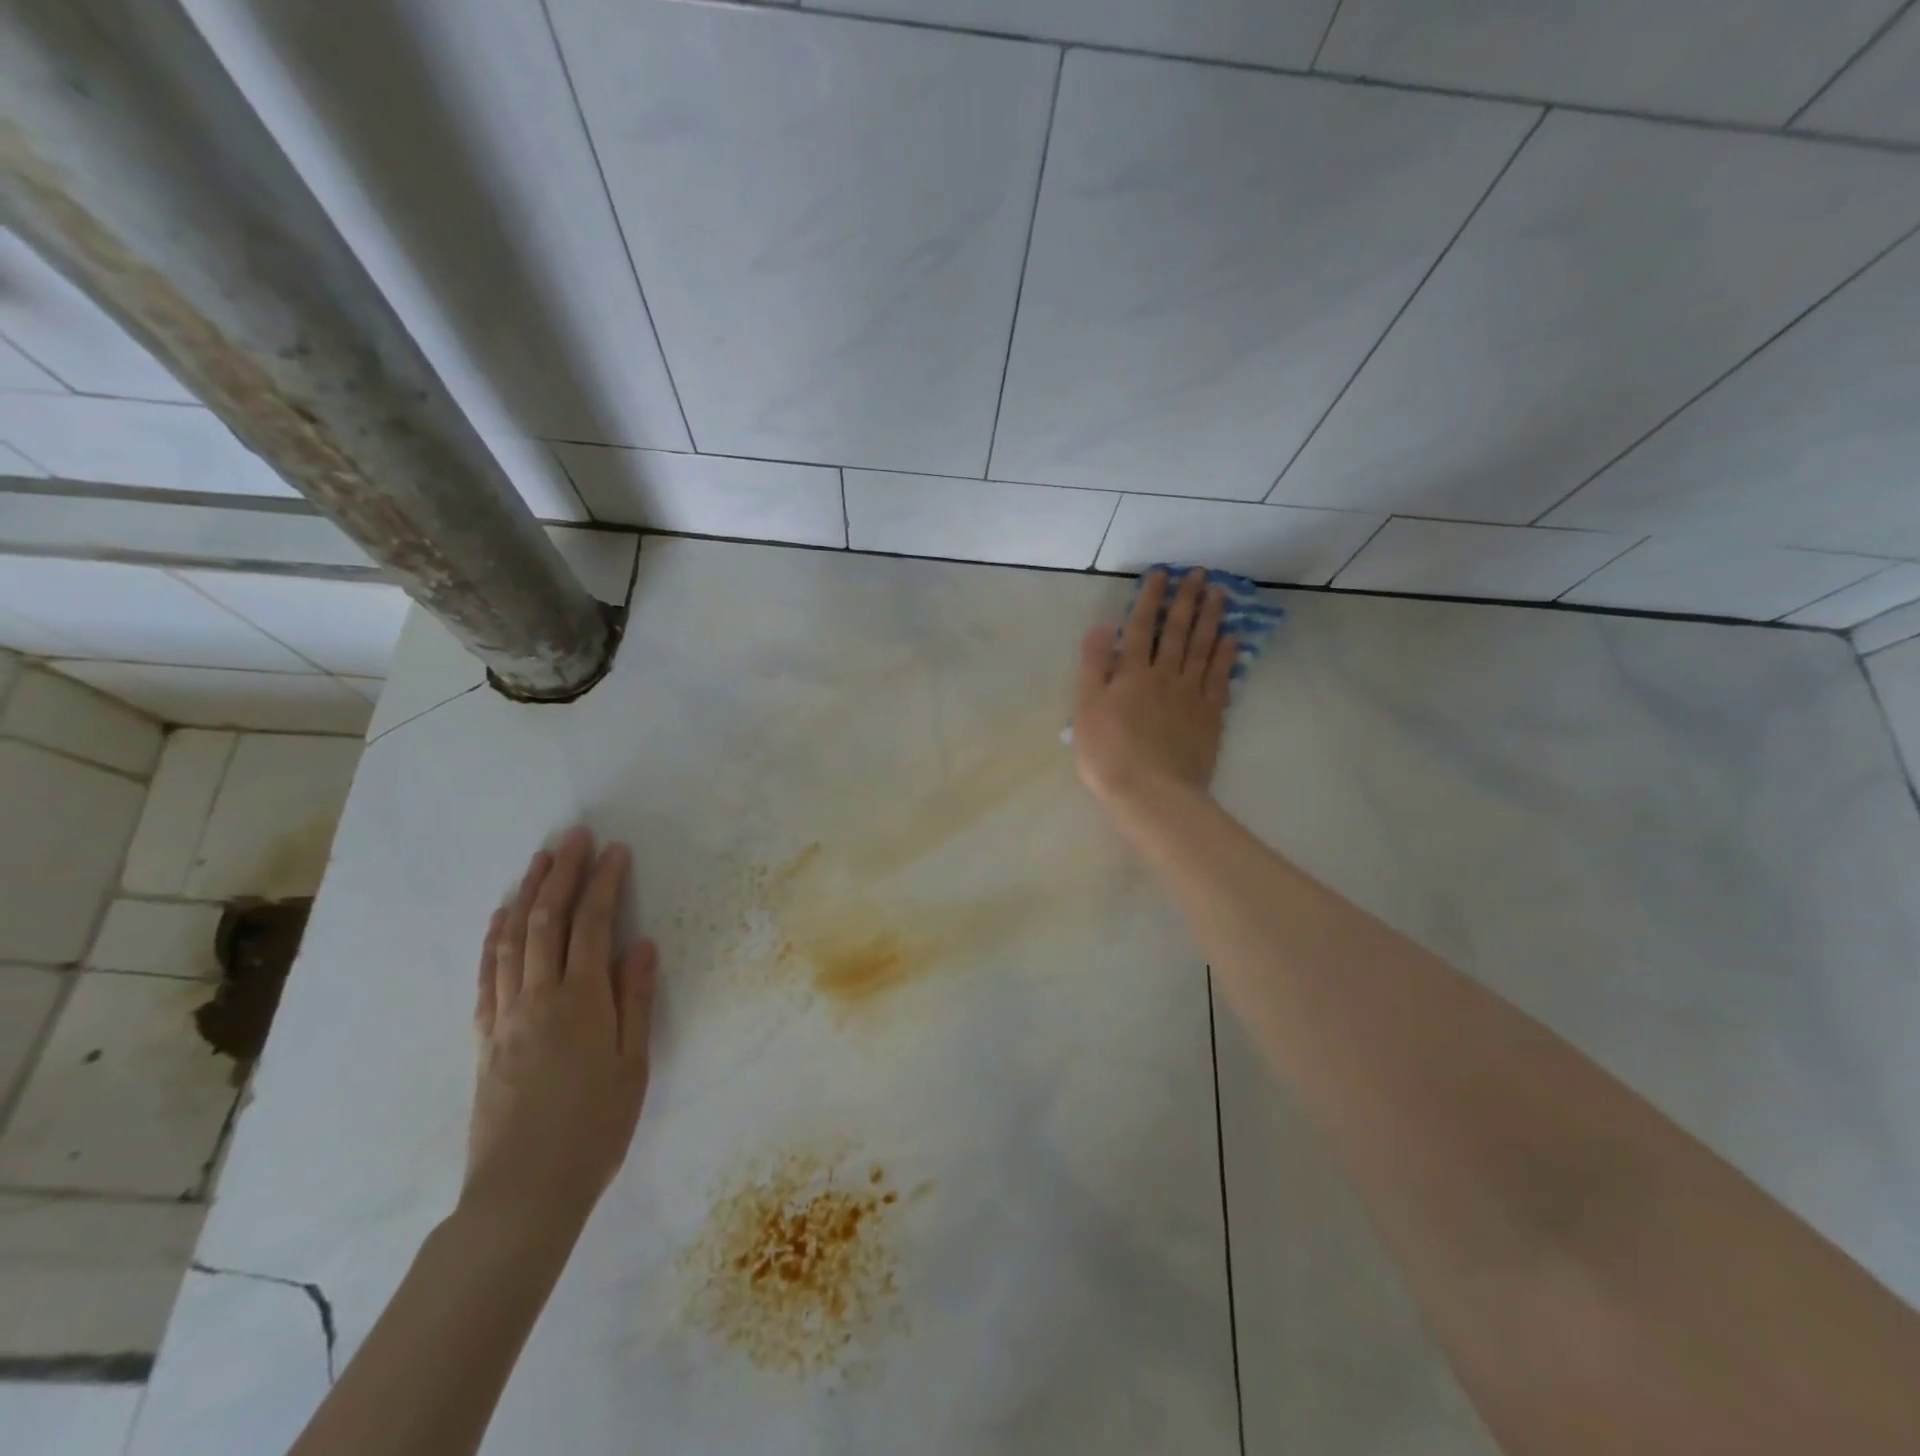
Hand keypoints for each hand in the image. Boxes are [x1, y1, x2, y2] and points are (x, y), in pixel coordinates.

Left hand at [465, 828, 655, 1234]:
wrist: (524, 1191)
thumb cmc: (595, 1127)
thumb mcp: (633, 1064)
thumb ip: (636, 1000)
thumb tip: (642, 945)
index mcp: (581, 1001)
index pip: (592, 925)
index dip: (603, 883)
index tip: (615, 851)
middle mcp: (538, 998)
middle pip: (546, 921)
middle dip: (561, 874)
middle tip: (575, 836)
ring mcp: (505, 1016)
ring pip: (512, 940)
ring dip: (527, 894)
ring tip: (540, 860)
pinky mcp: (485, 1037)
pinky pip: (487, 974)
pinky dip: (494, 937)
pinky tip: (501, 917)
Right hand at [1074, 568, 1233, 814]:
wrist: (1151, 792)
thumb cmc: (1109, 753)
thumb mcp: (1086, 709)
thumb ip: (1094, 666)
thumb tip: (1103, 626)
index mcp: (1131, 673)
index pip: (1140, 627)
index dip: (1149, 598)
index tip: (1160, 573)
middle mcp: (1165, 675)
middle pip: (1176, 632)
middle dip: (1185, 600)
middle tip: (1198, 574)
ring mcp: (1191, 695)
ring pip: (1202, 648)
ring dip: (1210, 619)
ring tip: (1219, 594)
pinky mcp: (1210, 716)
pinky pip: (1220, 678)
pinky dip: (1226, 656)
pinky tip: (1232, 639)